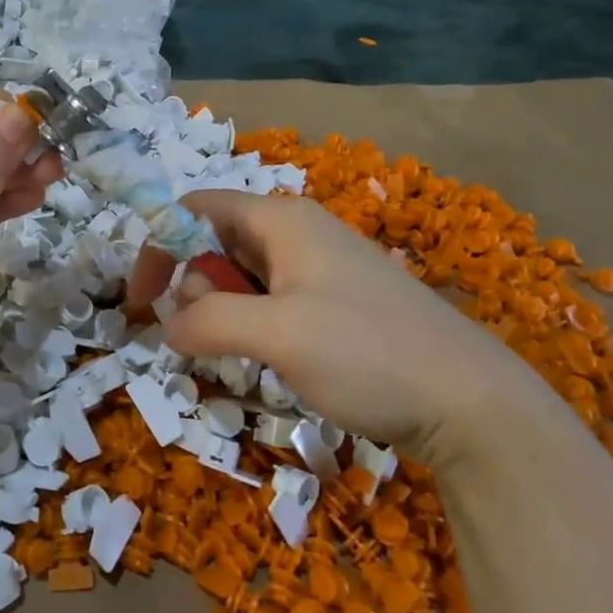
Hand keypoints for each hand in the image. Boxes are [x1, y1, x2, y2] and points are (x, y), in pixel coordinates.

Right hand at [128, 192, 553, 458]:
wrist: (470, 402)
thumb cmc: (369, 353)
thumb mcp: (277, 334)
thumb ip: (209, 321)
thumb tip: (168, 326)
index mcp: (281, 219)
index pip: (195, 209)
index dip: (159, 246)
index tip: (142, 301)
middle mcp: (297, 233)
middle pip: (215, 243)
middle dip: (195, 288)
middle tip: (210, 337)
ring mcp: (319, 268)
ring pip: (242, 277)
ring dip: (223, 312)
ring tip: (246, 355)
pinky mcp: (334, 303)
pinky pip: (271, 302)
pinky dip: (252, 326)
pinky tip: (271, 360)